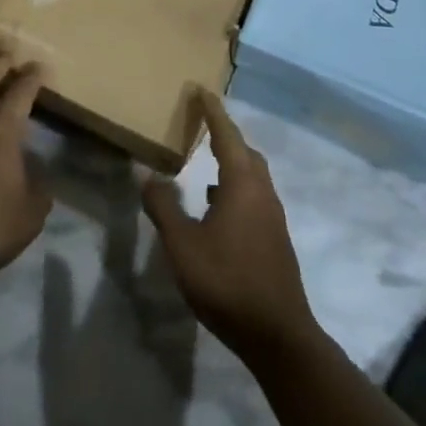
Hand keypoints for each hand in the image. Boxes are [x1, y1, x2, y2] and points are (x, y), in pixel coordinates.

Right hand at [141, 89, 318, 364]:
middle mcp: (262, 192)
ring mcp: (272, 217)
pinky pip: (253, 197)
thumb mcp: (183, 245)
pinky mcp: (275, 239)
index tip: (200, 89)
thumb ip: (164, 207)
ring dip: (231, 163)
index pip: (226, 134)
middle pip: (245, 151)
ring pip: (252, 176)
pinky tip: (217, 207)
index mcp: (242, 183)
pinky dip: (235, 189)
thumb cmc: (228, 281)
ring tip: (205, 164)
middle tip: (202, 124)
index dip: (212, 111)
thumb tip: (147, 175)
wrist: (278, 336)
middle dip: (224, 134)